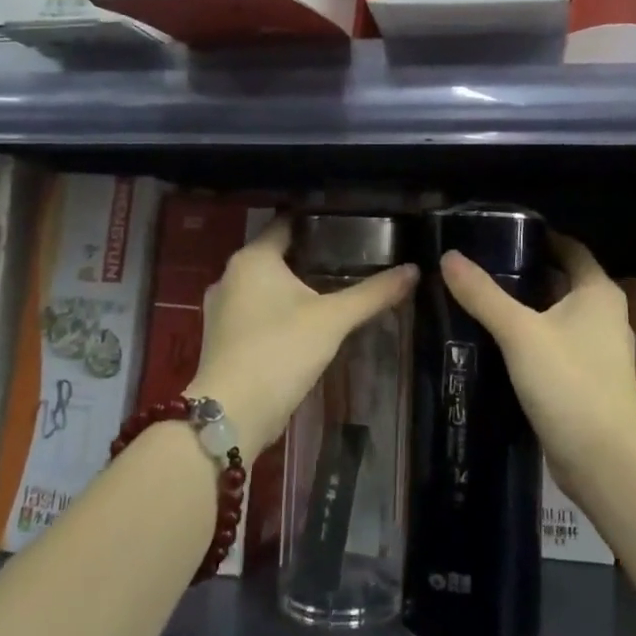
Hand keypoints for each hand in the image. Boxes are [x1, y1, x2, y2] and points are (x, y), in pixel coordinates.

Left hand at [191, 219, 416, 454]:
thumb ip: (373, 293)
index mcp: (253, 258)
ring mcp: (221, 309)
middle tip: (348, 257)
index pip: (285, 224)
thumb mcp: (333, 319)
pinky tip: (304, 323)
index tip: (346, 223)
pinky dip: (277, 311)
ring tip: (330, 289)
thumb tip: (414, 270)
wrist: (232, 414)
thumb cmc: (280, 350)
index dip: (316, 221)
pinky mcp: (221, 338)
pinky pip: (254, 311)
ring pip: (263, 285)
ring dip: (291, 286)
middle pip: (275, 255)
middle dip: (308, 256)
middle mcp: (230, 275)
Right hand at [440, 235, 635, 485]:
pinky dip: (532, 339)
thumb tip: (449, 257)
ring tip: (482, 302)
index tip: (501, 234)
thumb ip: (483, 294)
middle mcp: (605, 315)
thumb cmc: (569, 382)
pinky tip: (499, 344)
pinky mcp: (589, 380)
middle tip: (481, 268)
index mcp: (598, 292)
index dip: (540, 238)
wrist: (604, 460)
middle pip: (562, 282)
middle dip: (526, 274)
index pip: (570, 249)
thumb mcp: (520, 333)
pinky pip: (557, 346)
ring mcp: (599, 350)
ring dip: (527, 309)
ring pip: (558, 316)